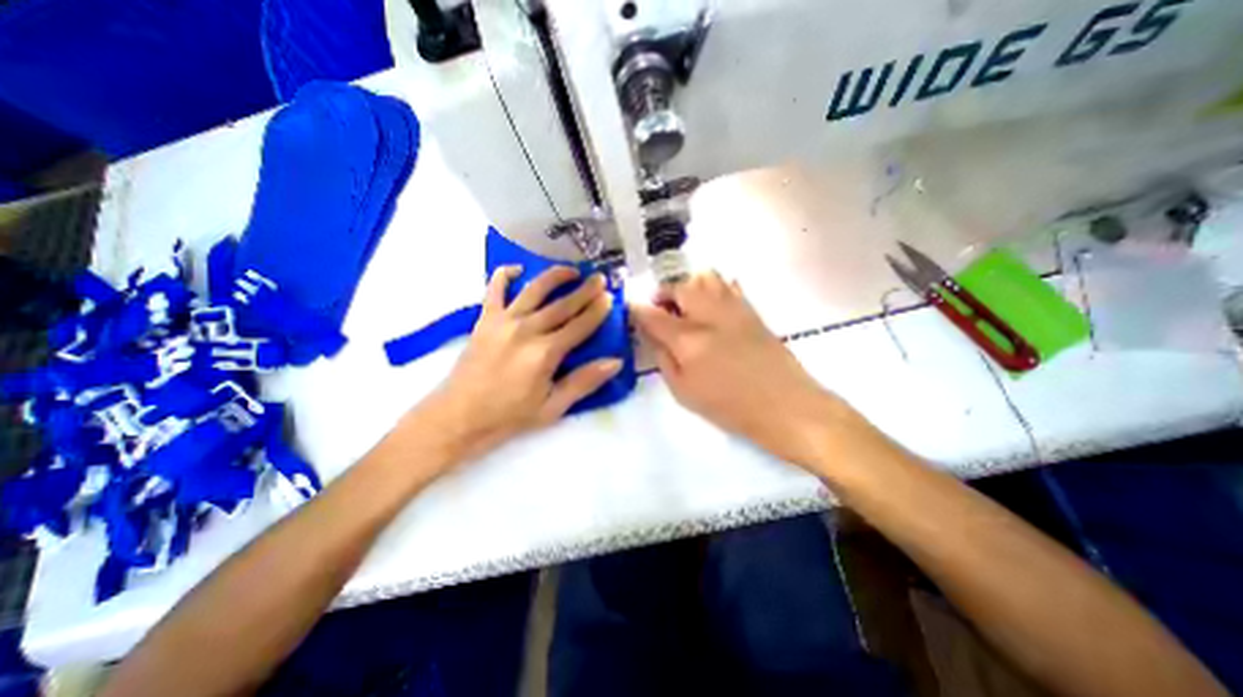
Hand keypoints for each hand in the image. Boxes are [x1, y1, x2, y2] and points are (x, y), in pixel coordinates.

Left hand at [411, 263, 620, 464]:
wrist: (458, 417)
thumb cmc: (508, 416)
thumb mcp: (552, 407)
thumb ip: (583, 382)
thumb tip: (615, 362)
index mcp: (545, 353)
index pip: (580, 325)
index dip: (597, 310)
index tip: (611, 297)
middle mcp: (527, 330)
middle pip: (562, 304)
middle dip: (585, 289)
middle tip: (600, 277)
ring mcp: (504, 321)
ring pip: (535, 290)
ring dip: (555, 276)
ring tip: (571, 270)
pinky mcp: (485, 320)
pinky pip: (494, 289)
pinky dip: (504, 275)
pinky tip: (517, 268)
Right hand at [636, 272, 850, 468]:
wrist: (785, 406)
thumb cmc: (730, 408)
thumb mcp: (684, 393)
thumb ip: (664, 359)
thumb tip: (654, 336)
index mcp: (688, 339)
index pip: (653, 315)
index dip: (637, 310)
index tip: (630, 309)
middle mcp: (709, 315)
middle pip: (679, 286)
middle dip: (663, 293)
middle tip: (660, 309)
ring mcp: (733, 308)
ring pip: (705, 277)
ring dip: (688, 286)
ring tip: (685, 304)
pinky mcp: (751, 310)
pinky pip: (728, 284)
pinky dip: (713, 288)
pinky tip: (711, 306)